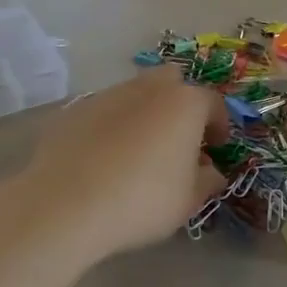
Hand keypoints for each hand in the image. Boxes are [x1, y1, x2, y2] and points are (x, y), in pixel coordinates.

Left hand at [5, 69, 227, 262]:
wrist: (66, 204)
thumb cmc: (142, 200)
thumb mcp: (188, 200)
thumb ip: (207, 180)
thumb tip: (211, 171)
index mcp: (184, 103)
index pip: (213, 103)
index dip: (219, 125)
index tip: (217, 148)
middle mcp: (148, 88)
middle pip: (172, 82)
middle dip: (180, 103)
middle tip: (179, 138)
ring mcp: (108, 94)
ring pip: (136, 93)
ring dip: (145, 113)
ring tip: (140, 150)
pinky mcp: (75, 109)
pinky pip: (105, 111)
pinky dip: (112, 126)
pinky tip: (105, 157)